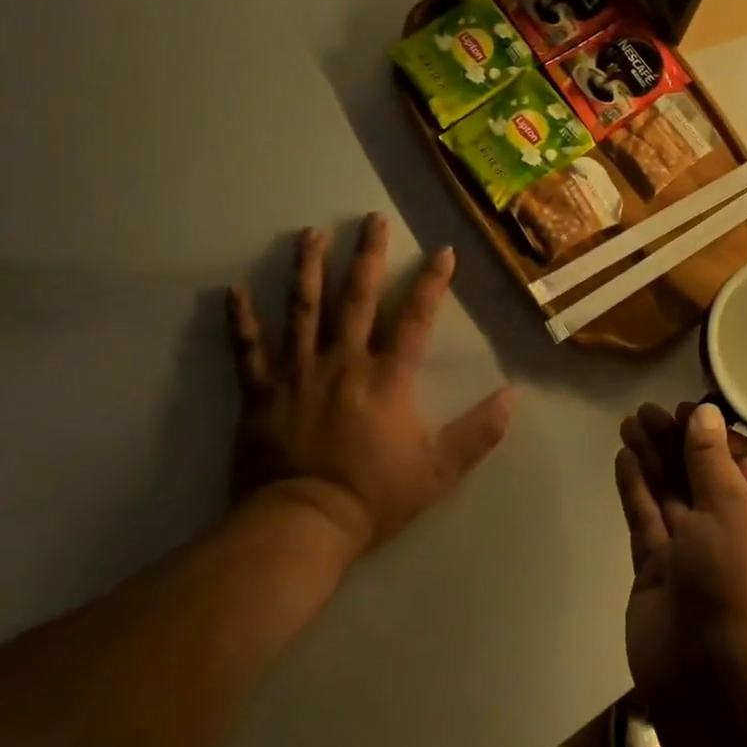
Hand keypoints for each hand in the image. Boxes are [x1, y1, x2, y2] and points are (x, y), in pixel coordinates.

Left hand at [227, 213, 513, 554]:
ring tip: (311, 233)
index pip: (415, 317)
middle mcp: (343, 362)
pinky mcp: (261, 393)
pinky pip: (247, 350)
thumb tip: (512, 397)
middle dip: (367, 255)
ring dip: (307, 268)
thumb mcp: (438, 471)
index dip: (432, 281)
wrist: (300, 527)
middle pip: (356, 297)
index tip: (442, 250)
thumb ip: (478, 433)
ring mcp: (298, 373)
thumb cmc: (372, 496)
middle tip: (371, 218)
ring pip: (302, 310)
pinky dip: (240, 320)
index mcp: (387, 377)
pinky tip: (233, 289)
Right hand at [615, 402, 746, 708]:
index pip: (739, 458)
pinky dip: (636, 488)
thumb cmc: (737, 580)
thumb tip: (706, 413)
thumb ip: (710, 459)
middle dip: (673, 440)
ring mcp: (689, 549)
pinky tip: (624, 459)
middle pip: (697, 470)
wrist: (717, 682)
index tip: (684, 409)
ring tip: (629, 423)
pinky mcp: (656, 569)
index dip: (711, 432)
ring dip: (651, 457)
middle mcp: (726, 525)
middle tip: (644, 411)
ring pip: (668, 491)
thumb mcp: (731, 507)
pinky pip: (645, 518)